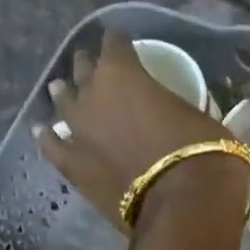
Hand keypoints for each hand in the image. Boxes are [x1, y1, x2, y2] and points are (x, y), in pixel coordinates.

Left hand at [38, 30, 242, 228]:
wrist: (186, 206)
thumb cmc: (205, 154)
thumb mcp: (199, 116)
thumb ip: (175, 107)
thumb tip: (176, 115)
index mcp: (124, 72)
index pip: (115, 43)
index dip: (120, 43)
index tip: (124, 46)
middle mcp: (93, 93)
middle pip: (84, 69)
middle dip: (91, 67)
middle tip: (96, 70)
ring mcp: (78, 130)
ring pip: (63, 101)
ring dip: (67, 95)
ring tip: (65, 91)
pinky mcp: (72, 166)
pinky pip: (52, 146)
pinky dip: (49, 138)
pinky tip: (44, 132)